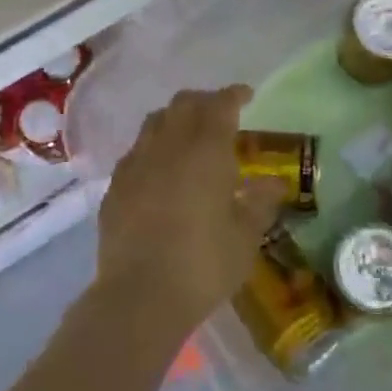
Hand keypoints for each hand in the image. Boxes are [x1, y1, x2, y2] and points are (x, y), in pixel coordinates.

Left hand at [95, 87, 289, 337]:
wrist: (139, 296)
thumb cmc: (203, 264)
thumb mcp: (245, 237)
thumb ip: (260, 203)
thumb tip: (276, 183)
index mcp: (206, 150)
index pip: (220, 104)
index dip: (234, 95)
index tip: (246, 95)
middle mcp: (169, 145)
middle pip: (184, 104)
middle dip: (204, 101)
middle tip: (219, 114)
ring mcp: (137, 162)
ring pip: (155, 121)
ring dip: (175, 119)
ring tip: (188, 137)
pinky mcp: (115, 185)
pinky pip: (136, 151)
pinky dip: (152, 148)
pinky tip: (159, 170)